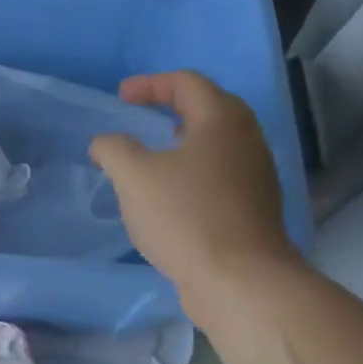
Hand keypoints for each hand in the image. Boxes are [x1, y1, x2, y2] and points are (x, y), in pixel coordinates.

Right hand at [90, 71, 298, 304]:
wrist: (239, 280)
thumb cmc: (185, 216)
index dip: (150, 84)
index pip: (187, 83)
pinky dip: (193, 170)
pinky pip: (220, 173)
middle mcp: (247, 140)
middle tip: (142, 117)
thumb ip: (113, 149)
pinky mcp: (254, 207)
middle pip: (209, 108)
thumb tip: (106, 143)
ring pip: (216, 144)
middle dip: (171, 107)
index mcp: (222, 120)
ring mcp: (256, 175)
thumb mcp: (133, 176)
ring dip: (182, 142)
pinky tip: (170, 195)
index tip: (120, 97)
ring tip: (152, 156)